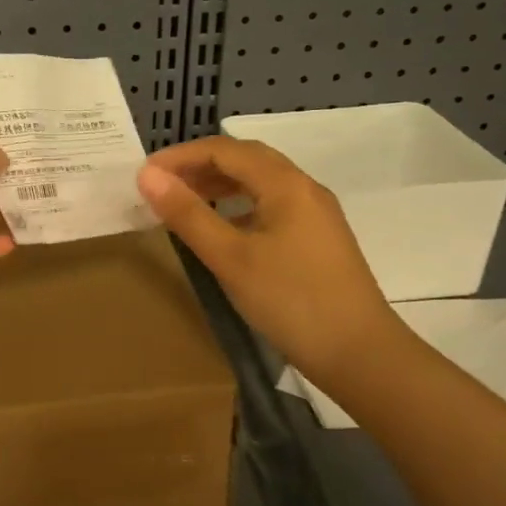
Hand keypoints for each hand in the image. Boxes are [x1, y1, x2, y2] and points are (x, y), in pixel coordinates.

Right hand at [136, 136, 404, 376]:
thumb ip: (188, 214)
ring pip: (260, 183)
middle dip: (200, 166)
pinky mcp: (318, 239)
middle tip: (162, 186)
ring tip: (185, 203)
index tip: (144, 175)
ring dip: (220, 185)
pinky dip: (239, 206)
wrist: (360, 354)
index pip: (224, 150)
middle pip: (246, 160)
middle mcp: (304, 188)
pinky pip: (271, 206)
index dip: (181, 156)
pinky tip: (223, 230)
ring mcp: (315, 214)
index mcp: (285, 184)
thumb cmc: (291, 301)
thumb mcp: (231, 258)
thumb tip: (147, 176)